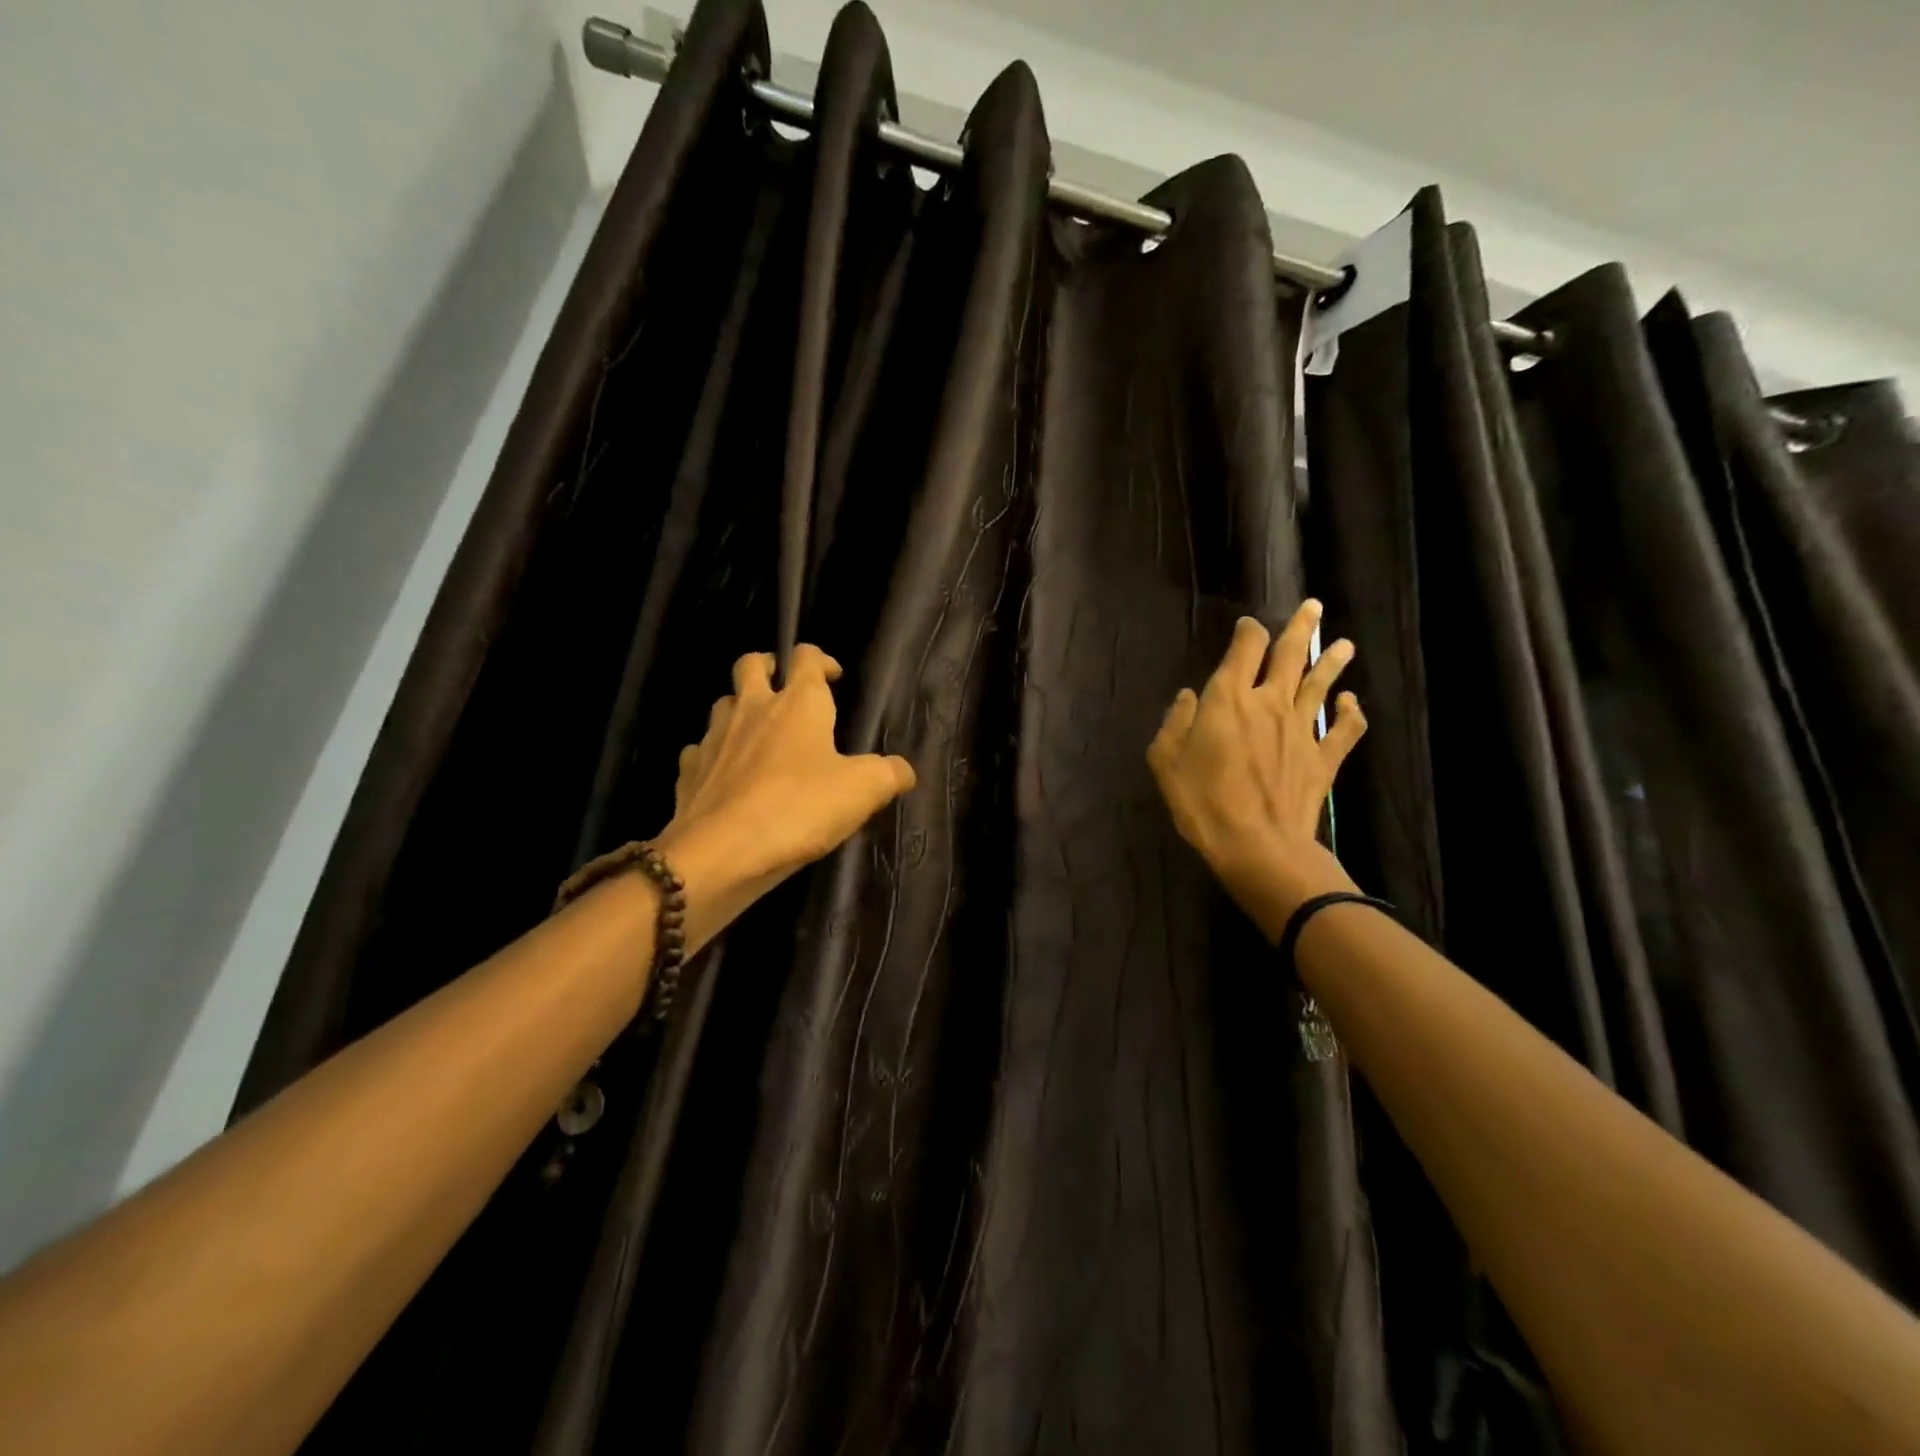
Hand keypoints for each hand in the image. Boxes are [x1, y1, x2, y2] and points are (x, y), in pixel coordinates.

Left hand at [652, 645, 915, 951]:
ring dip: (740, 709)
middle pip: (750, 664)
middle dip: (768, 666)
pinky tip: (727, 775)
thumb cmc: (798, 809)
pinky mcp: (689, 771)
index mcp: (797, 704)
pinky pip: (701, 750)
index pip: (805, 657)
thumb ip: (889, 774)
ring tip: (757, 732)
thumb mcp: (862, 792)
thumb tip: (904, 770)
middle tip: (783, 685)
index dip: (820, 659)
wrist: (721, 852)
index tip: (833, 677)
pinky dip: (714, 754)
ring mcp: (715, 738)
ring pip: (723, 704)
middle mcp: (752, 709)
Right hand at [1147, 600, 1367, 940]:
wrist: (1258, 846)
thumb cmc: (1202, 802)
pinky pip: (1344, 730)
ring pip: (1321, 685)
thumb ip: (1175, 722)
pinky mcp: (1323, 758)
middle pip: (1290, 656)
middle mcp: (1269, 703)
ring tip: (1344, 643)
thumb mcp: (1165, 761)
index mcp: (1228, 699)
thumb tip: (1189, 696)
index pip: (1244, 649)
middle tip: (1314, 607)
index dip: (1248, 632)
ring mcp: (1302, 730)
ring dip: (1332, 662)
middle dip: (1301, 629)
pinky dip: (1352, 714)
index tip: (1248, 626)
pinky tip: (1353, 702)